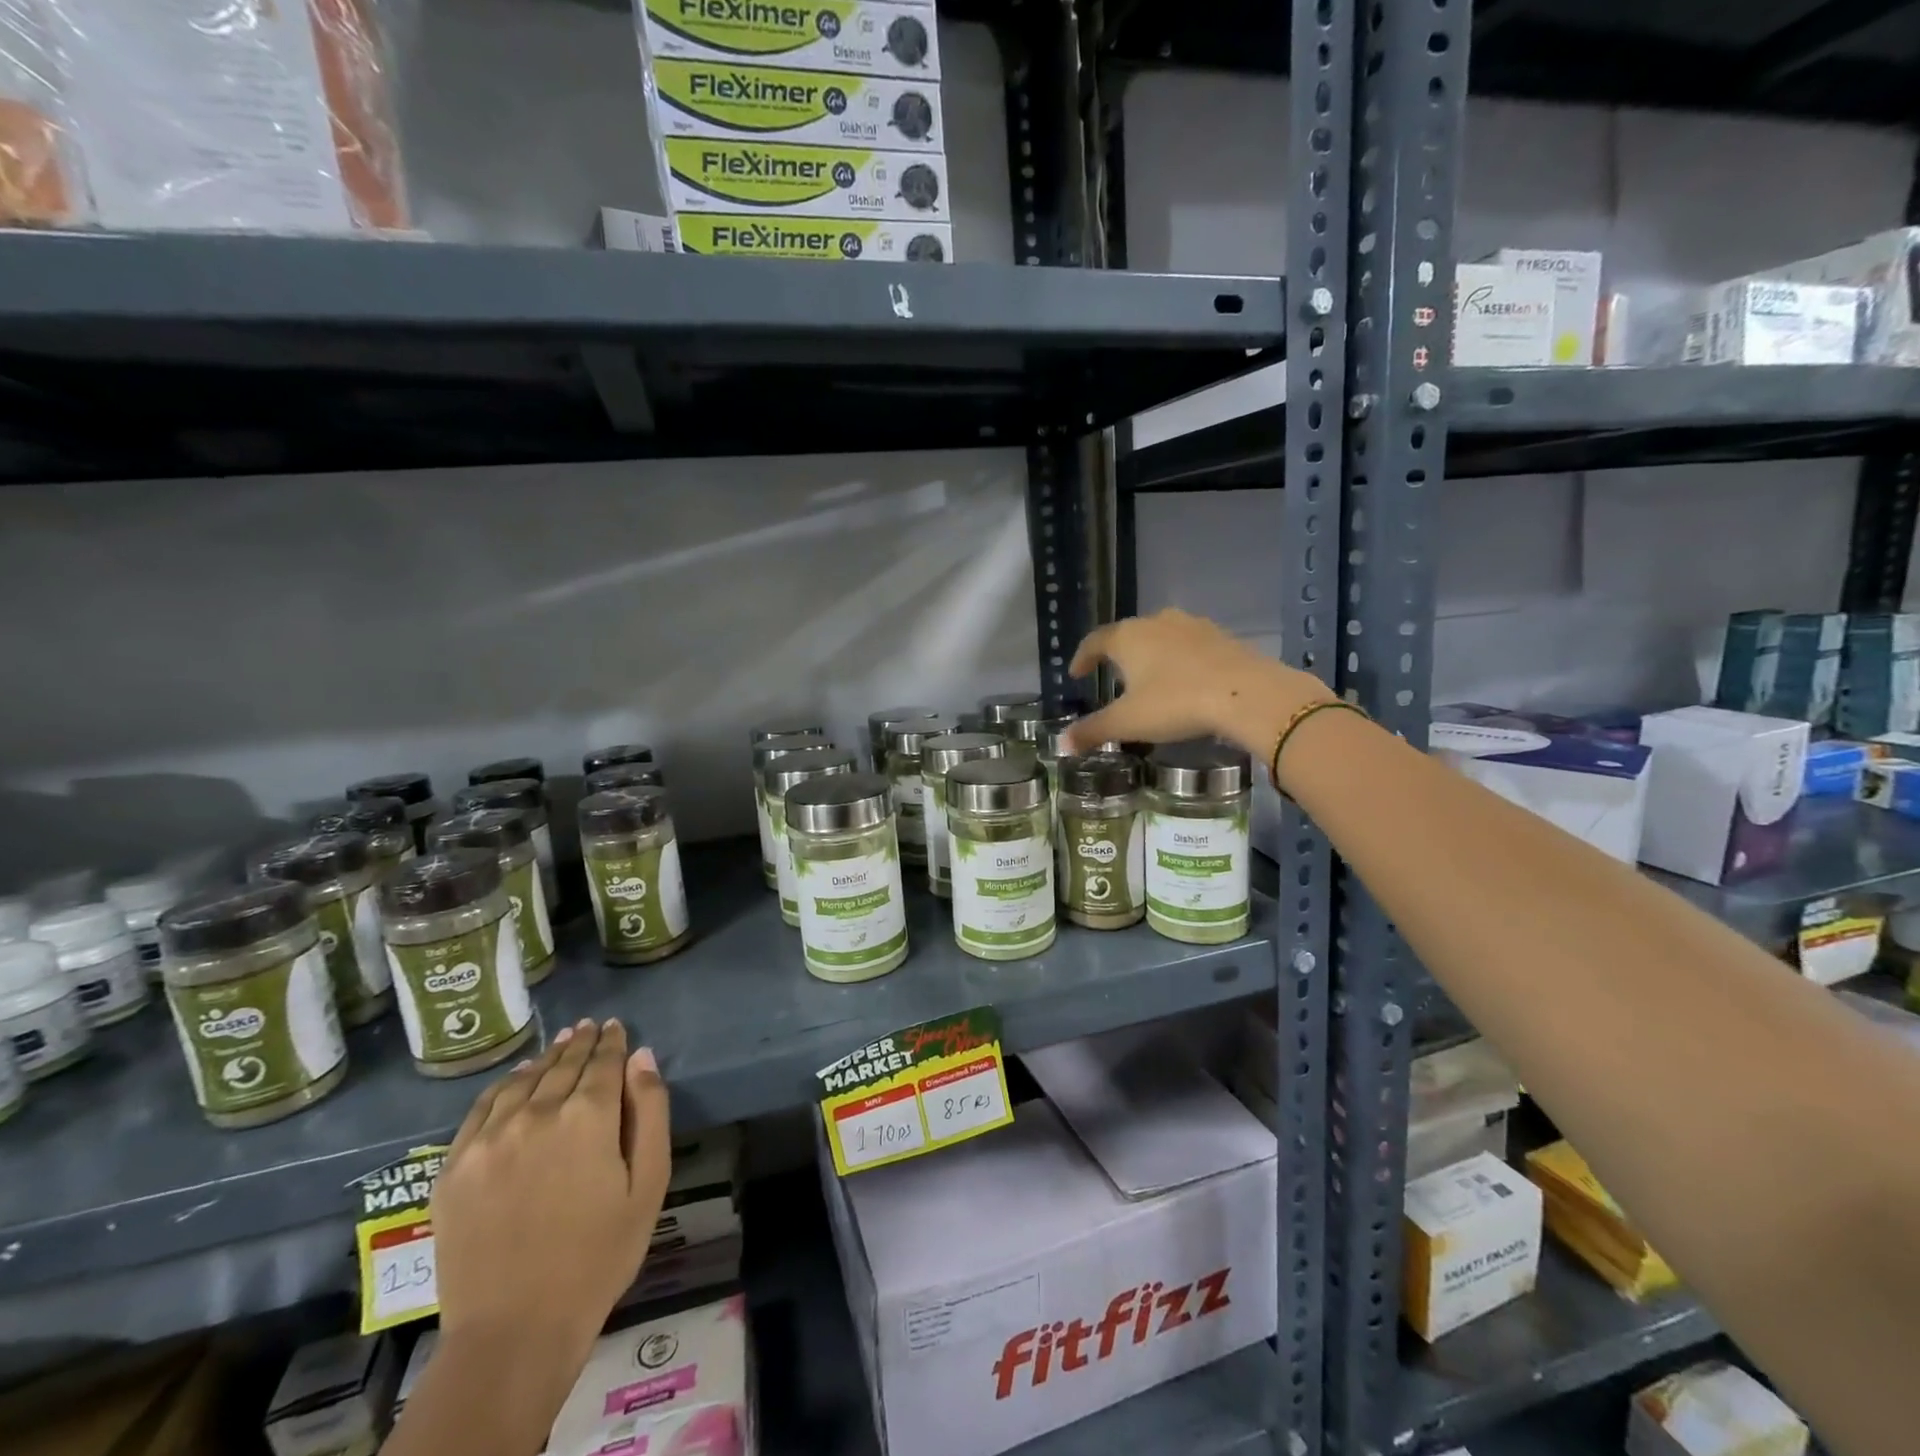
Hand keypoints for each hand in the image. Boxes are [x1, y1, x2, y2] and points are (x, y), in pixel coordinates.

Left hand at [432, 1019, 669, 1377]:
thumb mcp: (648, 1184)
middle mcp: (537, 1114)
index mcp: (588, 1117)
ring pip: (524, 1080)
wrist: (515, 1330)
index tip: (616, 1027)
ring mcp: (489, 1139)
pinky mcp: (454, 1166)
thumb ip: (650, 1112)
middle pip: (563, 1065)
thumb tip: (641, 1057)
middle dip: (581, 1043)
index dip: (612, 1042)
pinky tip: (516, 1078)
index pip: (603, 1063)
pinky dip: (504, 1084)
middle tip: (590, 1027)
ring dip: (546, 1058)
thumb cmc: (599, 1256)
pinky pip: (482, 1108)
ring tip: (560, 1043)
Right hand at [1064, 609, 1332, 756]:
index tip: (1076, 673)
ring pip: (1161, 636)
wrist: (1247, 692)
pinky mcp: (1221, 636)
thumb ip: (1092, 731)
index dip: (1082, 657)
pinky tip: (1185, 679)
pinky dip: (1180, 659)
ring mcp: (1192, 626)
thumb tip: (1060, 744)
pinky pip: (1190, 645)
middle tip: (1113, 677)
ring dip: (1151, 654)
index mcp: (1128, 637)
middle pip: (1128, 634)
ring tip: (1150, 678)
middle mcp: (1156, 622)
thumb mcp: (1128, 722)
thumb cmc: (1176, 703)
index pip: (1095, 641)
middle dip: (1118, 655)